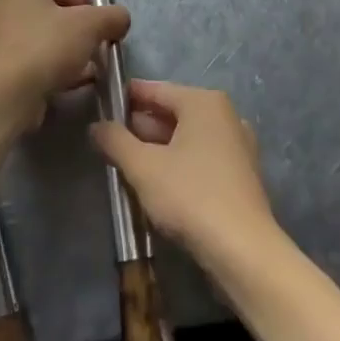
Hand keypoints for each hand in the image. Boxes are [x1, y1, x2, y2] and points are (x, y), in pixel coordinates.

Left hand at [0, 0, 129, 131]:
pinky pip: (29, 58)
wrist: (4, 95)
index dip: (87, 2)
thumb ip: (112, 16)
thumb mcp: (90, 24)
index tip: (101, 24)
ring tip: (87, 67)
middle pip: (50, 10)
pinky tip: (71, 82)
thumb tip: (121, 19)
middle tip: (96, 44)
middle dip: (76, 27)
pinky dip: (49, 66)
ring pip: (40, 36)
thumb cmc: (45, 45)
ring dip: (65, 49)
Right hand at [90, 80, 280, 266]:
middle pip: (173, 112)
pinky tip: (158, 182)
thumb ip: (116, 141)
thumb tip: (96, 125)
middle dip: (141, 126)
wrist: (243, 250)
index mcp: (203, 102)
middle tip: (110, 139)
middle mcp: (224, 115)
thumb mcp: (143, 167)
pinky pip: (201, 157)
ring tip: (127, 162)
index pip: (156, 90)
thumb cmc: (191, 196)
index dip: (127, 97)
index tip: (102, 104)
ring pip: (187, 137)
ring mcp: (236, 144)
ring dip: (158, 147)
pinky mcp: (241, 174)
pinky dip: (178, 162)